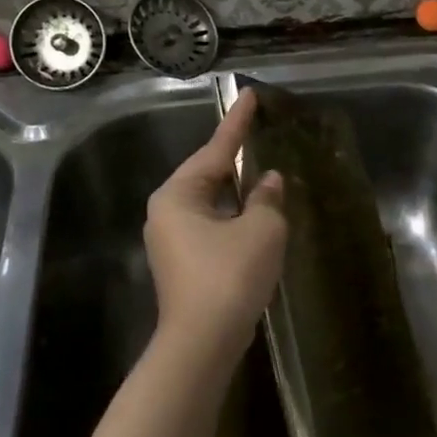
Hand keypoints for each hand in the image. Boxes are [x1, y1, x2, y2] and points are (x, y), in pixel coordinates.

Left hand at [144, 90, 286, 354]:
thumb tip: (269, 181)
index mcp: (178, 195)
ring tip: (265, 173)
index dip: (237, 122)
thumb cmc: (230, 275)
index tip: (250, 94)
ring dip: (238, 193)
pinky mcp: (183, 264)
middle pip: (208, 176)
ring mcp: (171, 240)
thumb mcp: (261, 229)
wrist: (203, 342)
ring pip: (211, 203)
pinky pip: (212, 227)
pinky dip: (234, 218)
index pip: (215, 149)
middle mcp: (167, 212)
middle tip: (262, 135)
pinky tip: (257, 217)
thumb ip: (267, 198)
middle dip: (237, 159)